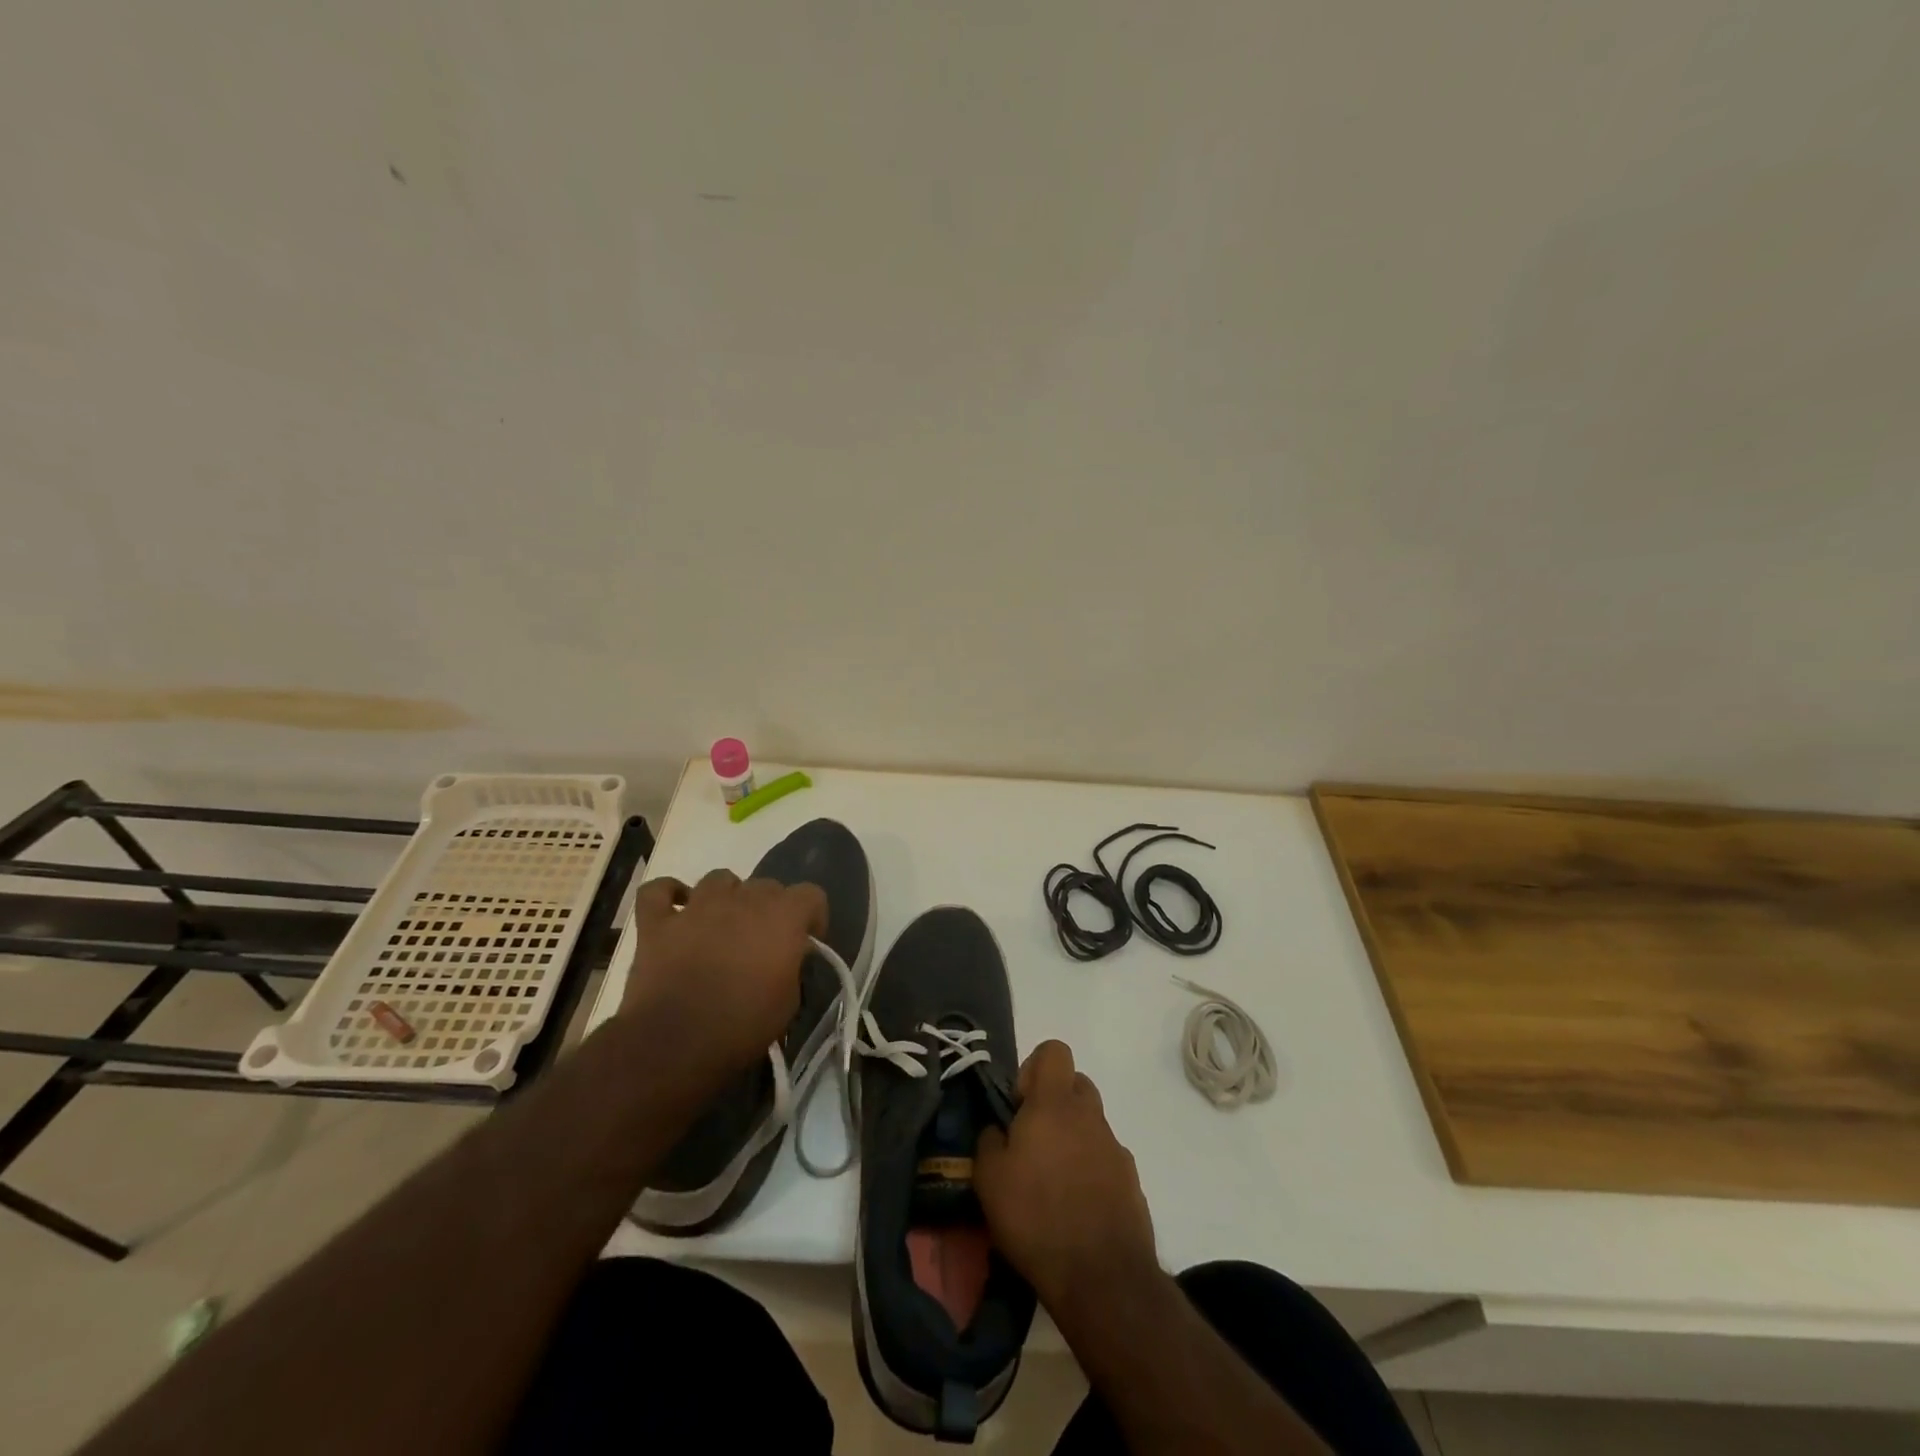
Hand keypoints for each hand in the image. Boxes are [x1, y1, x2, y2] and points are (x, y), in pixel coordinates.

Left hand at [618, 869, 826, 1083]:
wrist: (675, 1043)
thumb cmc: (742, 1025)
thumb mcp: (789, 1002)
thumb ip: (792, 965)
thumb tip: (787, 954)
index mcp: (782, 916)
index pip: (811, 894)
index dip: (812, 916)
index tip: (805, 942)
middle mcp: (743, 899)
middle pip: (766, 885)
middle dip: (770, 908)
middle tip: (763, 941)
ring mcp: (697, 906)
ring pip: (718, 879)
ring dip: (726, 896)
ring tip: (723, 923)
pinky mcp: (657, 922)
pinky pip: (657, 891)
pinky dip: (668, 894)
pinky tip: (676, 909)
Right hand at [975, 1040, 1158, 1313]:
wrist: (1103, 1278)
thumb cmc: (1036, 1217)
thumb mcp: (989, 1179)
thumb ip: (989, 1141)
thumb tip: (998, 1130)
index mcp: (1055, 1104)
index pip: (1054, 1051)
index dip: (1033, 1068)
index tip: (1018, 1105)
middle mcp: (1089, 1115)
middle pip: (1075, 1084)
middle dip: (1053, 1102)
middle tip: (1031, 1141)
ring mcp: (1115, 1147)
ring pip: (1090, 1124)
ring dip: (1071, 1139)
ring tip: (1050, 1183)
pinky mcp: (1131, 1181)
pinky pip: (1105, 1159)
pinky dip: (1090, 1171)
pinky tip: (1074, 1209)